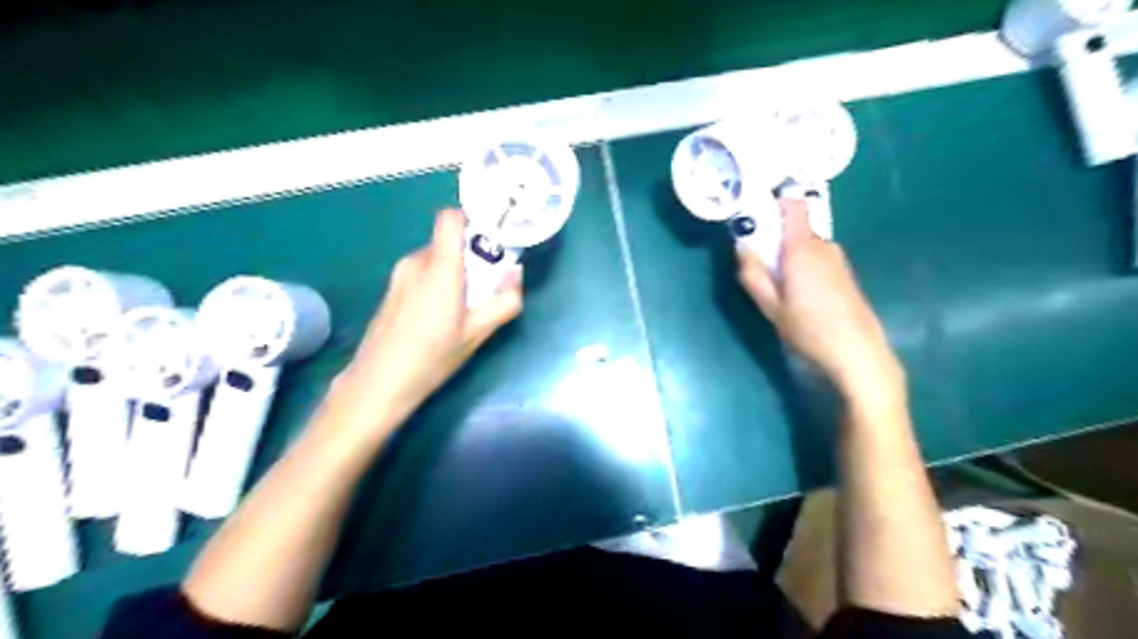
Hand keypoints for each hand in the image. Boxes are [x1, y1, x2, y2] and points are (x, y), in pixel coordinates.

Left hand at [332, 209, 521, 434]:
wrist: (378, 383)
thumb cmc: (431, 357)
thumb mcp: (477, 334)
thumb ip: (504, 301)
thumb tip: (515, 274)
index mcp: (439, 268)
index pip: (450, 218)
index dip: (472, 220)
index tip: (492, 241)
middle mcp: (416, 262)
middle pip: (448, 242)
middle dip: (471, 257)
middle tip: (486, 287)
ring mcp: (399, 275)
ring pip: (436, 258)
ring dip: (455, 272)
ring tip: (464, 307)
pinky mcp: (392, 289)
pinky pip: (422, 273)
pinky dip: (439, 282)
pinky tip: (440, 317)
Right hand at [738, 202, 909, 406]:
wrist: (858, 353)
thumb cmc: (809, 329)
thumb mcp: (770, 306)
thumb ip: (752, 274)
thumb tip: (741, 246)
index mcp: (802, 248)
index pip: (792, 205)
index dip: (773, 204)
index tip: (753, 219)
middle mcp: (823, 245)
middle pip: (793, 228)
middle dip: (772, 239)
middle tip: (757, 266)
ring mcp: (837, 259)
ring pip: (803, 245)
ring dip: (786, 256)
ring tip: (776, 288)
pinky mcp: (843, 273)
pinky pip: (814, 258)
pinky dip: (800, 266)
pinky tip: (798, 296)